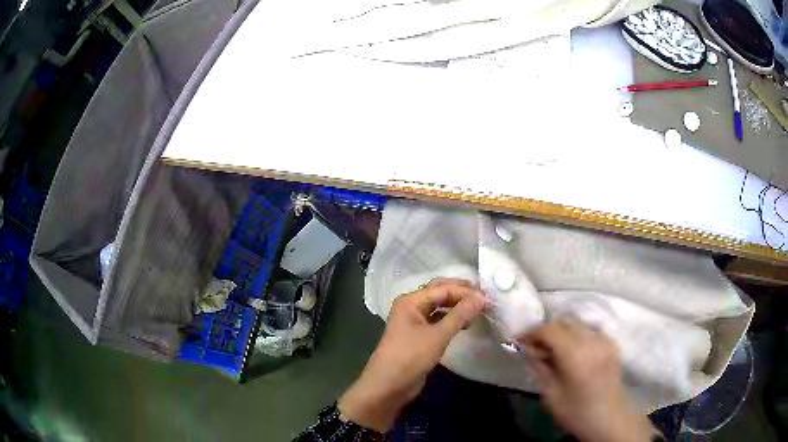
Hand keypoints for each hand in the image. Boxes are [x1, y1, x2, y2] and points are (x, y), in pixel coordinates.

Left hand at [339, 278, 486, 431]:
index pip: (442, 288)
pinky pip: (438, 320)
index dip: (465, 291)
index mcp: (411, 301)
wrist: (388, 386)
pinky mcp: (419, 335)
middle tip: (485, 298)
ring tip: (479, 310)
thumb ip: (460, 314)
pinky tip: (466, 323)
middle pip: (440, 293)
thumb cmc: (410, 358)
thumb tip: (481, 297)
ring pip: (440, 307)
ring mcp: (414, 321)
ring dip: (458, 307)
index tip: (488, 298)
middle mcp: (411, 307)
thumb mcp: (437, 336)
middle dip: (462, 294)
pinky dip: (452, 319)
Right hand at [519, 319, 657, 441]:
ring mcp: (605, 340)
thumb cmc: (576, 412)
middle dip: (547, 330)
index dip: (532, 332)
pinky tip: (573, 352)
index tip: (520, 341)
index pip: (550, 329)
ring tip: (553, 349)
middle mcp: (592, 341)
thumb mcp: (551, 395)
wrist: (609, 419)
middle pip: (564, 321)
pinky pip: (590, 330)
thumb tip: (528, 349)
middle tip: (535, 347)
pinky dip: (577, 335)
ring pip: (578, 323)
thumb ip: (539, 368)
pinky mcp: (612, 343)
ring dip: (562, 331)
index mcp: (575, 355)